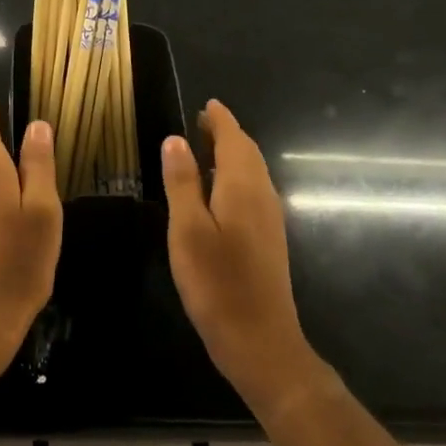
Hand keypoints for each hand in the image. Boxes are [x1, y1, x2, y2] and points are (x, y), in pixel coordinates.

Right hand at [162, 100, 319, 418]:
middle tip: (201, 122)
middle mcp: (262, 195)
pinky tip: (218, 192)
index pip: (234, 139)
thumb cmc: (217, 283)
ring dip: (232, 155)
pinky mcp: (268, 239)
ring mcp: (270, 218)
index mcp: (242, 187)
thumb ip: (182, 182)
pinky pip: (253, 191)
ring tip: (205, 149)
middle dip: (227, 134)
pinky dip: (236, 177)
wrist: (260, 340)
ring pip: (253, 172)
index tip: (206, 105)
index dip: (220, 120)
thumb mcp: (187, 230)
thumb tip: (175, 139)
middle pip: (247, 153)